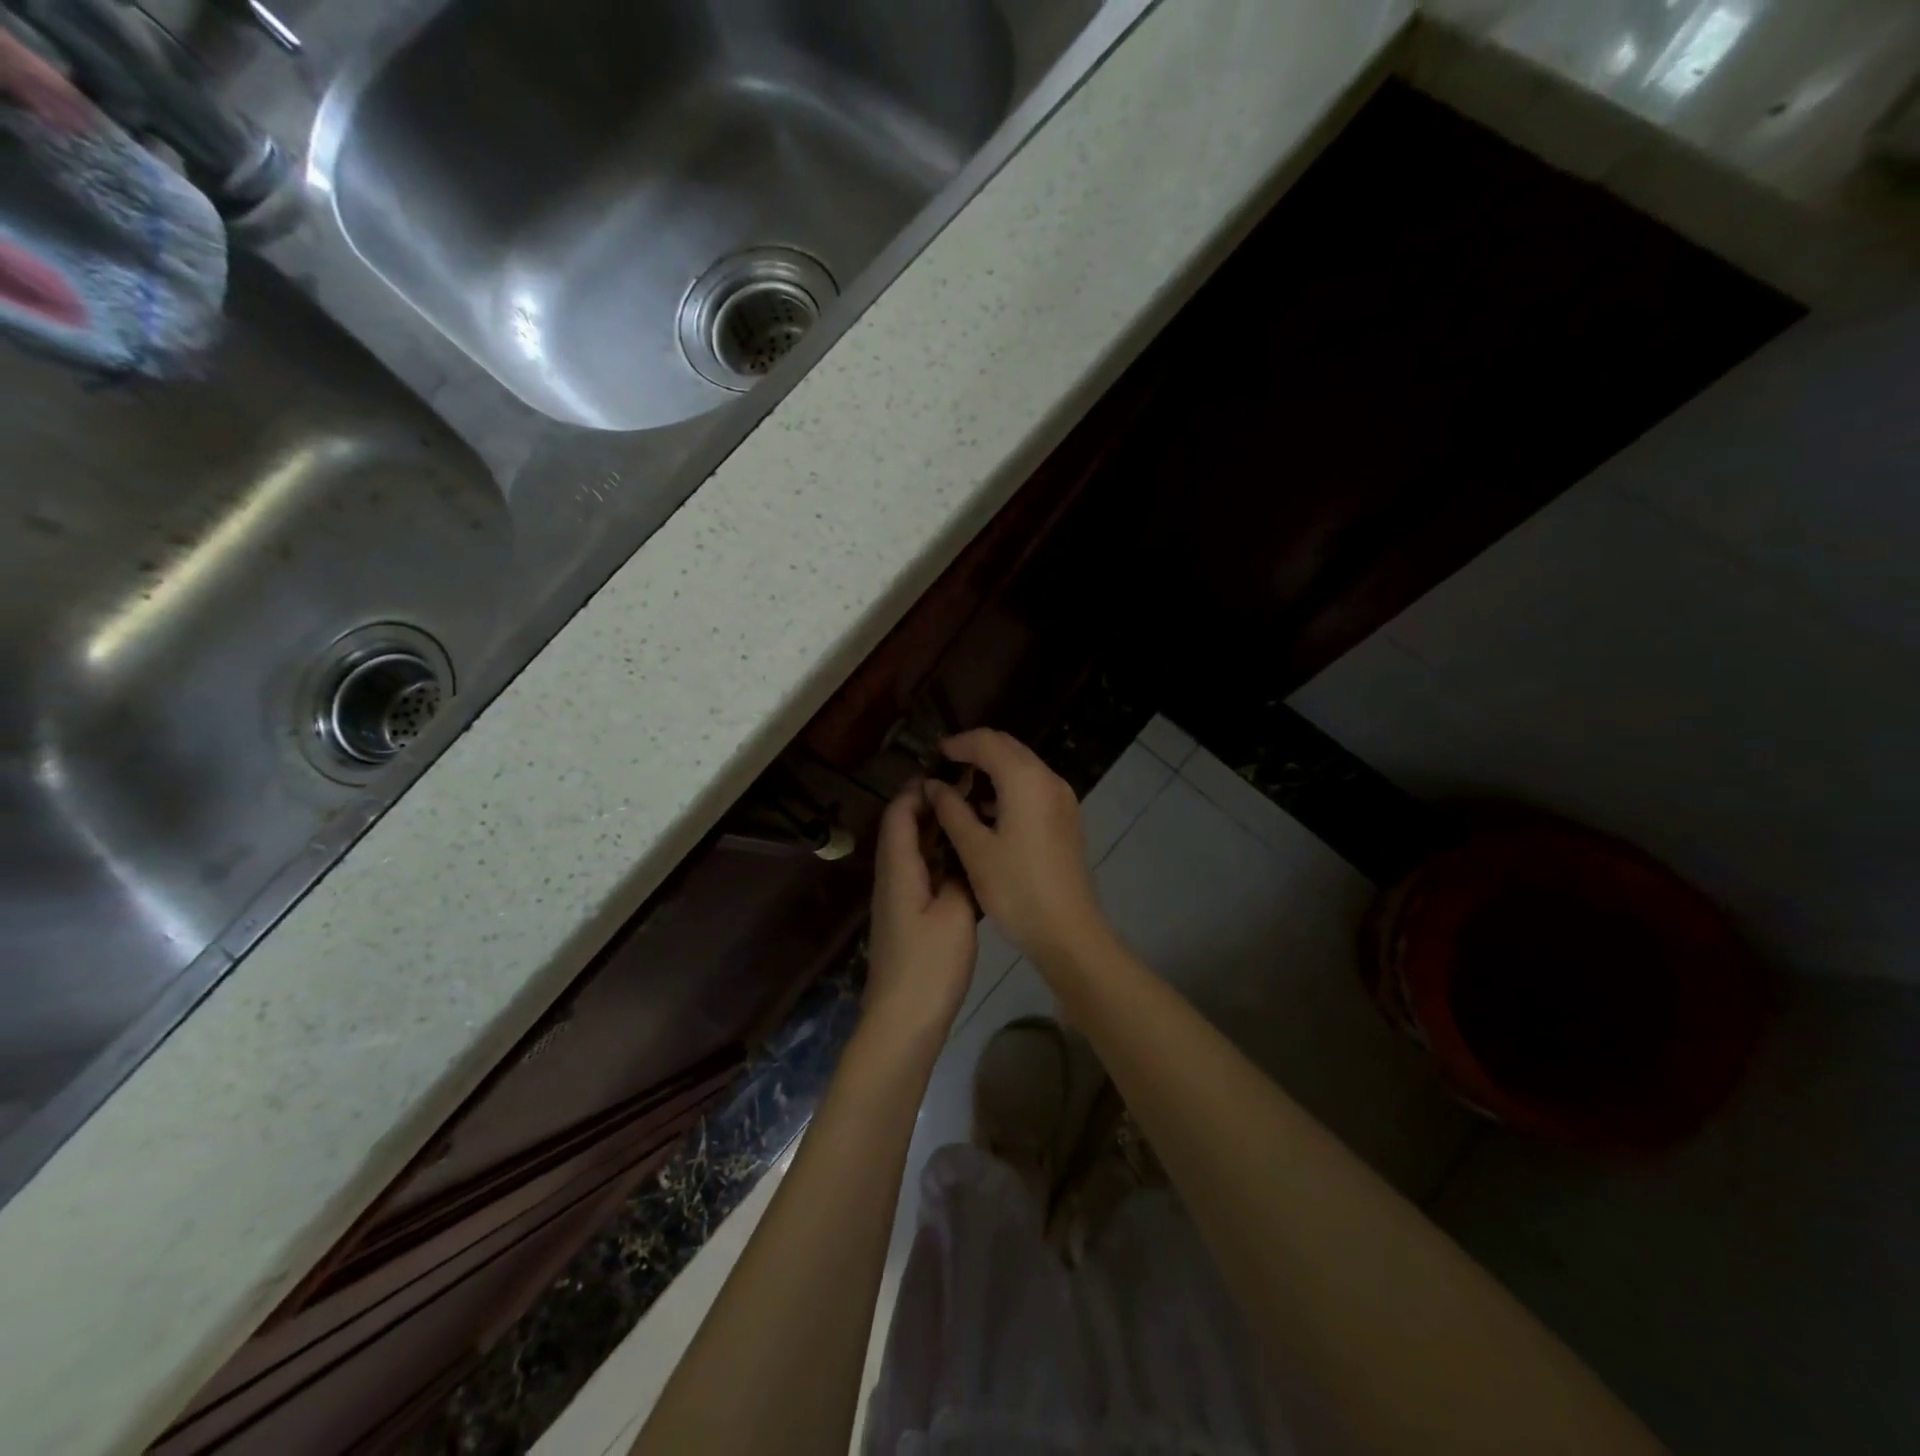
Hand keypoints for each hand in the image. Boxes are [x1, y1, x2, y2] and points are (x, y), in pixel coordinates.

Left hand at [864, 782, 976, 1046]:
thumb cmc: (929, 966)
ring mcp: (897, 899)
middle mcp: (891, 877)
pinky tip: (965, 863)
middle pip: (902, 830)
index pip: (899, 814)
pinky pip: (919, 873)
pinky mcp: (906, 918)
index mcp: (898, 869)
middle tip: (967, 792)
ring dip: (934, 833)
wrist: (902, 1022)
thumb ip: (961, 877)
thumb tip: (965, 855)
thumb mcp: (956, 915)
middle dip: (928, 807)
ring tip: (970, 819)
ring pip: (911, 852)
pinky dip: (937, 859)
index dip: (918, 790)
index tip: (949, 774)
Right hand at [925, 729, 1112, 969]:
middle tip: (943, 768)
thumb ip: (951, 810)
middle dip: (975, 751)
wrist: (1068, 931)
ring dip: (991, 769)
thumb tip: (933, 785)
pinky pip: (1032, 786)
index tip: (932, 755)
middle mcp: (1048, 779)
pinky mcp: (1065, 817)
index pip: (987, 742)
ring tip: (959, 790)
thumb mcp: (975, 850)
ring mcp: (1062, 798)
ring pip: (1022, 766)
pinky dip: (1007, 787)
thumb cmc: (1017, 889)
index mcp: (1025, 780)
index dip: (957, 744)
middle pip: (1007, 748)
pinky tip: (986, 812)